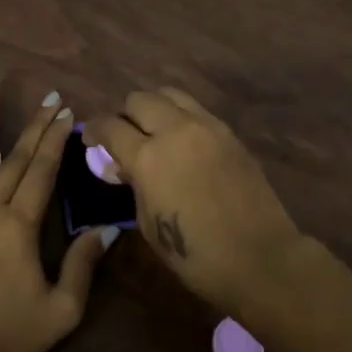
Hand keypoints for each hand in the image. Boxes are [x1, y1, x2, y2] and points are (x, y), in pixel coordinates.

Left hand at [0, 77, 112, 351]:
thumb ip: (83, 266)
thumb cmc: (5, 339)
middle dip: (34, 124)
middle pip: (15, 156)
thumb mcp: (60, 312)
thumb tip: (108, 229)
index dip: (57, 139)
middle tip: (48, 97)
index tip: (67, 113)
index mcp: (18, 226)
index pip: (43, 170)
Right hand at [85, 87, 301, 315]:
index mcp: (148, 157)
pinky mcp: (229, 132)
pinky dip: (181, 117)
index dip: (94, 130)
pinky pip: (196, 110)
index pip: (111, 126)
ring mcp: (206, 126)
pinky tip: (183, 142)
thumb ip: (134, 185)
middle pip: (139, 99)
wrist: (260, 257)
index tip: (91, 139)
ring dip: (155, 108)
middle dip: (125, 115)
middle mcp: (175, 130)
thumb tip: (125, 167)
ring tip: (154, 132)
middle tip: (125, 137)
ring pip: (170, 94)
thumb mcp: (149, 224)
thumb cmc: (196, 254)